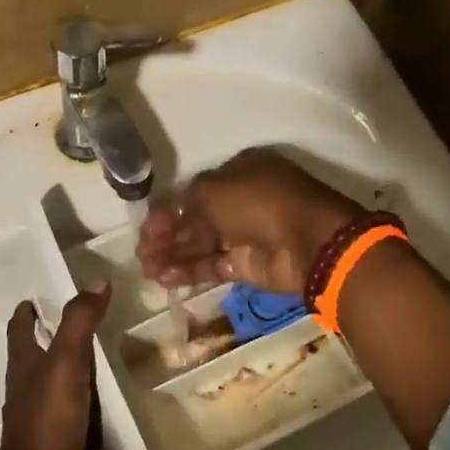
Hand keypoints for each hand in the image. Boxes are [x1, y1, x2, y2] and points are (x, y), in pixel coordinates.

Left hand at [0, 286, 110, 449]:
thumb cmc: (47, 421)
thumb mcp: (65, 363)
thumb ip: (79, 322)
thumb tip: (97, 280)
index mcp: (24, 364)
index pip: (21, 328)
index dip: (27, 310)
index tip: (40, 296)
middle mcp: (30, 386)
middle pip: (37, 353)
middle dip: (54, 334)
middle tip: (86, 317)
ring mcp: (45, 414)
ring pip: (59, 381)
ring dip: (75, 366)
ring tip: (104, 351)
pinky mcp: (62, 438)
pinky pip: (77, 409)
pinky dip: (89, 397)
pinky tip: (110, 397)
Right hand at [137, 148, 362, 295]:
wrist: (307, 242)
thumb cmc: (259, 202)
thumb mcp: (214, 189)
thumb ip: (187, 202)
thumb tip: (171, 216)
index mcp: (238, 172)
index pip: (195, 191)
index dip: (169, 209)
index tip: (147, 226)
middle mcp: (240, 201)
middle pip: (194, 220)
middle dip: (166, 235)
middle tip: (141, 251)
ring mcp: (244, 235)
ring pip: (200, 244)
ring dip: (172, 255)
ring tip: (146, 269)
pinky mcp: (247, 265)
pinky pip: (211, 266)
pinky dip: (188, 271)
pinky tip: (164, 277)